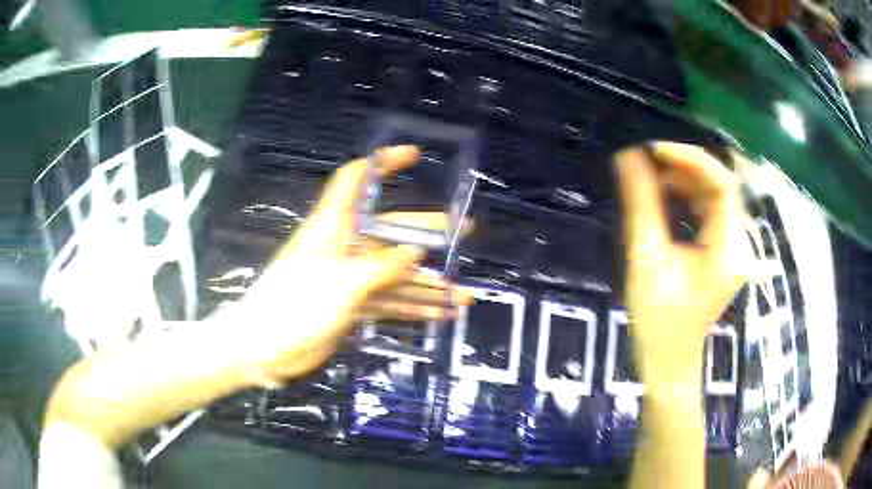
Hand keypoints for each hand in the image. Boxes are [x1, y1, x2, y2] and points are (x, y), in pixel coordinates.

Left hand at [226, 146, 470, 383]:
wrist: (266, 350)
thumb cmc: (295, 306)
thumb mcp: (341, 283)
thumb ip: (381, 267)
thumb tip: (416, 252)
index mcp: (332, 226)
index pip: (356, 180)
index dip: (382, 163)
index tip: (414, 156)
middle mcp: (343, 247)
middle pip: (390, 231)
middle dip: (427, 231)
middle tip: (465, 231)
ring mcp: (349, 278)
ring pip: (395, 274)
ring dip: (427, 283)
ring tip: (462, 293)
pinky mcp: (351, 305)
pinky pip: (389, 302)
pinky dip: (412, 308)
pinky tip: (440, 315)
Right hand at [617, 142, 747, 385]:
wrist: (669, 363)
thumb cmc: (659, 323)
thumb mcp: (647, 262)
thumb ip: (641, 206)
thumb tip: (628, 157)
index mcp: (729, 248)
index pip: (723, 183)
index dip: (691, 158)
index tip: (654, 150)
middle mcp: (738, 243)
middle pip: (721, 185)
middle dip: (685, 167)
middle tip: (648, 161)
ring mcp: (732, 248)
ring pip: (715, 196)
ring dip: (684, 181)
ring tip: (650, 178)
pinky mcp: (722, 253)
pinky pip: (709, 212)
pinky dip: (686, 198)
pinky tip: (663, 199)